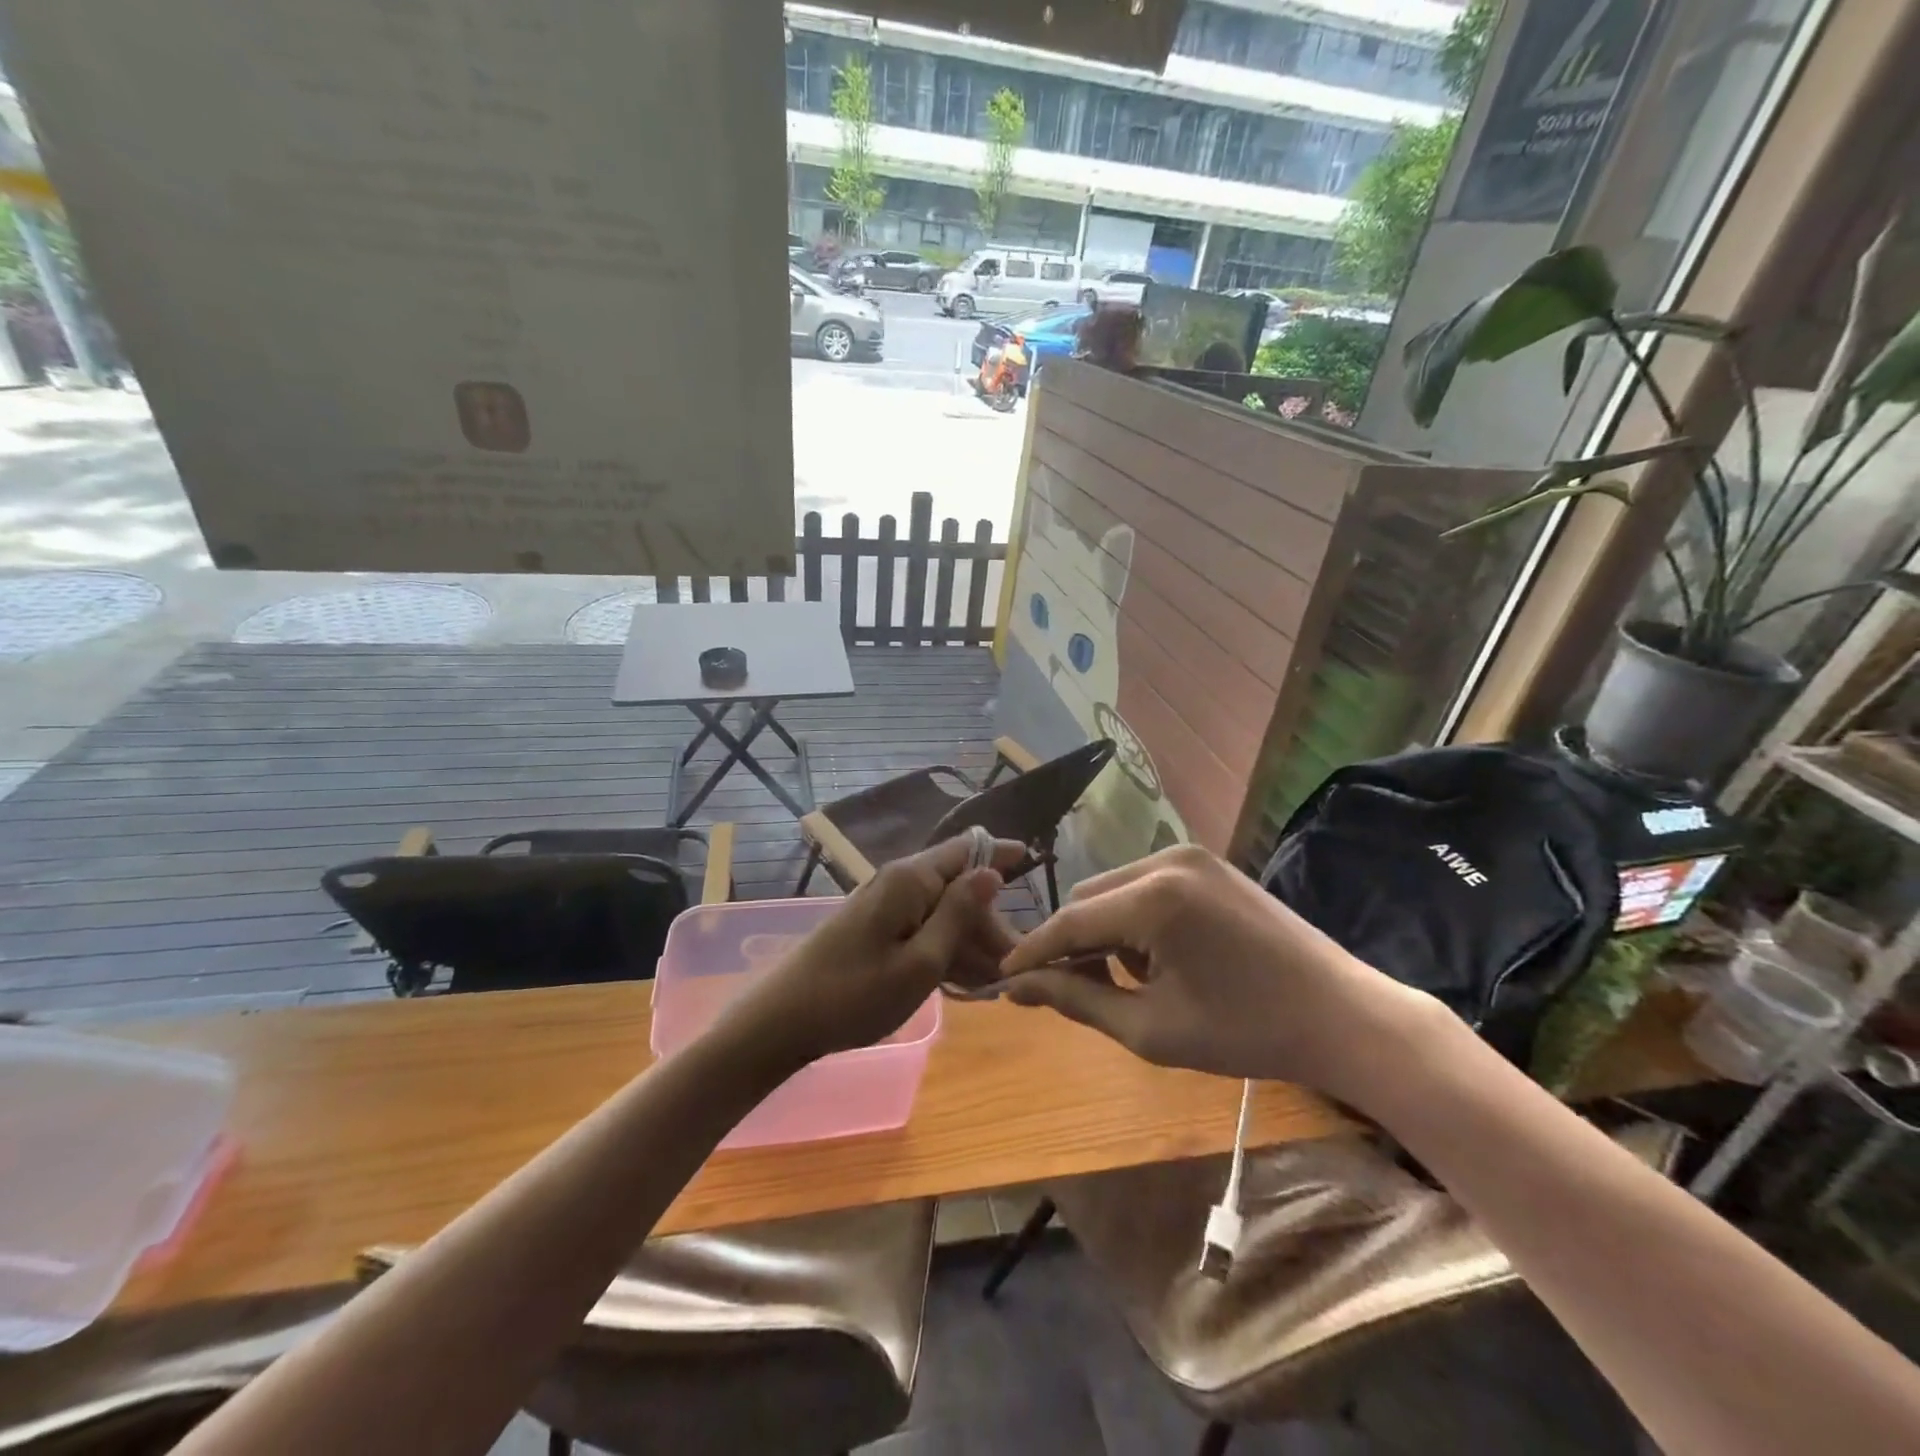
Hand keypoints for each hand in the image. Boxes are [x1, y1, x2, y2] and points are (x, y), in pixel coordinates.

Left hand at [712, 834, 1026, 1069]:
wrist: (781, 1021)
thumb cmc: (854, 994)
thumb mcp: (921, 962)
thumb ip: (959, 914)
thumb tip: (991, 872)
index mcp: (911, 880)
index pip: (966, 849)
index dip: (1000, 853)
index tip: (1033, 860)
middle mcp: (899, 883)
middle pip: (958, 888)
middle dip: (989, 922)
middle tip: (1015, 966)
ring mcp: (884, 907)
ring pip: (942, 914)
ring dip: (970, 943)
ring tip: (996, 985)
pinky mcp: (874, 931)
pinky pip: (921, 931)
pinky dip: (944, 953)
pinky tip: (964, 986)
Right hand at [996, 845, 1435, 1103]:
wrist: (1343, 1015)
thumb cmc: (1248, 1033)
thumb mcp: (1152, 1028)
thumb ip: (1076, 1000)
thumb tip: (1017, 988)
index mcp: (1153, 898)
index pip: (1069, 921)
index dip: (1031, 952)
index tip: (1001, 980)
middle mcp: (1166, 859)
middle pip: (1087, 898)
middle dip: (1073, 943)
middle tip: (1076, 992)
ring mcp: (1191, 855)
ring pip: (1113, 888)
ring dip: (1104, 931)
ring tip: (1130, 981)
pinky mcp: (1208, 862)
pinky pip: (1145, 884)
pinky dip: (1134, 918)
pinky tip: (1161, 957)